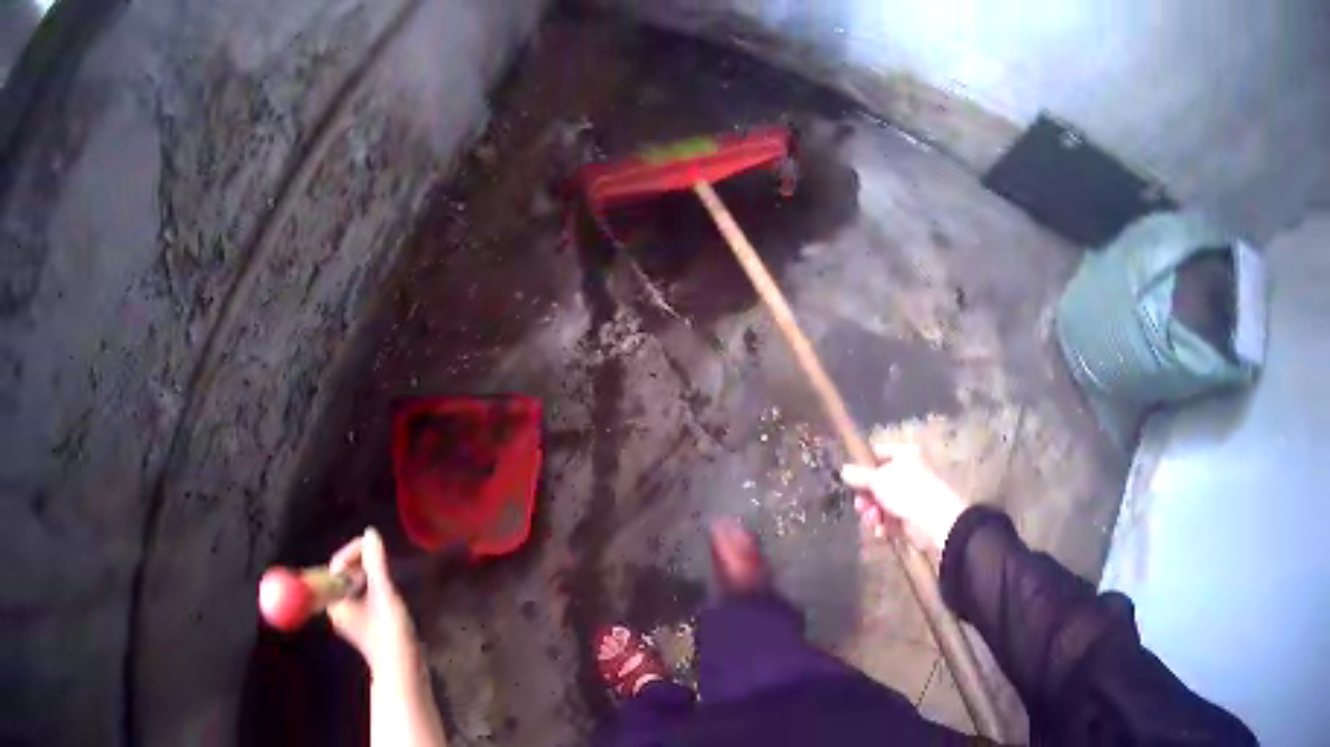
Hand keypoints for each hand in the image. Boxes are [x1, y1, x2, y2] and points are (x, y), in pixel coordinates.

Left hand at [327, 528, 419, 675]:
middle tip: (380, 558)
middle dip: (361, 565)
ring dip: (369, 579)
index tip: (371, 545)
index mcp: (335, 601)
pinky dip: (374, 592)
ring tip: (386, 575)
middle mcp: (338, 610)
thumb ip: (376, 562)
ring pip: (355, 589)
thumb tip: (371, 534)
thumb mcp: (383, 592)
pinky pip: (363, 601)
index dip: (353, 552)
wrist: (403, 669)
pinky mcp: (364, 628)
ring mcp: (351, 621)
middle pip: (344, 577)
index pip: (337, 567)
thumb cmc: (388, 631)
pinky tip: (388, 596)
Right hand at [840, 441, 967, 553]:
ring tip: (873, 520)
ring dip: (872, 513)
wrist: (935, 521)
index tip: (849, 478)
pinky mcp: (910, 516)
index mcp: (904, 455)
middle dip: (866, 496)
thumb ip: (859, 475)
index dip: (862, 465)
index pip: (877, 453)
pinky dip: (883, 524)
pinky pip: (889, 518)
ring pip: (881, 502)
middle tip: (860, 506)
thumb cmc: (907, 491)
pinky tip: (881, 530)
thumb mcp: (878, 479)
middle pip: (877, 481)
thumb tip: (844, 470)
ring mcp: (909, 496)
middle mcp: (908, 472)